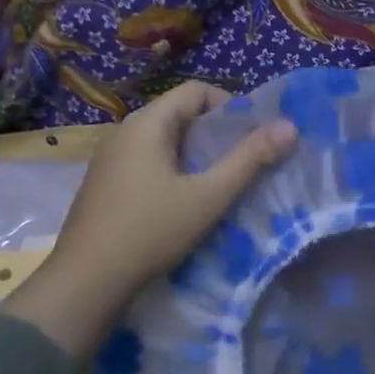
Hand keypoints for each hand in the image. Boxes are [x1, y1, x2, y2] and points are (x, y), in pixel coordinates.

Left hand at [3, 82, 297, 363]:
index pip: (195, 90)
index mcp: (146, 124)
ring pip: (163, 141)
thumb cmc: (150, 232)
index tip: (251, 137)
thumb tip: (289, 126)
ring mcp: (109, 159)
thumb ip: (249, 160)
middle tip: (242, 163)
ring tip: (218, 185)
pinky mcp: (104, 184)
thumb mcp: (208, 197)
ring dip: (194, 156)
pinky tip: (183, 204)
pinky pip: (146, 162)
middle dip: (215, 134)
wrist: (85, 282)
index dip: (229, 105)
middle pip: (179, 114)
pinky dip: (172, 171)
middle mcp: (123, 132)